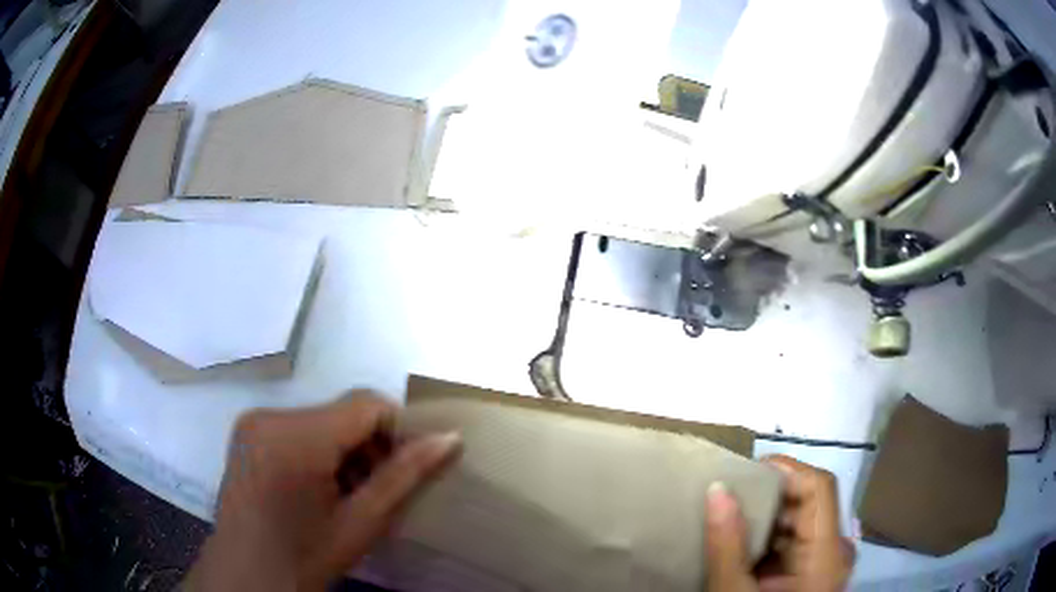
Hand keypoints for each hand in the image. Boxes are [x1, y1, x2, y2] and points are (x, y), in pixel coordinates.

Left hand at [185, 392, 461, 590]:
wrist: (248, 578)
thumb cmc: (305, 557)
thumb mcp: (361, 522)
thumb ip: (405, 475)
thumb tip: (451, 437)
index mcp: (295, 436)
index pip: (366, 404)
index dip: (398, 431)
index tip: (411, 468)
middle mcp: (270, 415)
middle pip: (342, 413)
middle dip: (370, 446)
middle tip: (379, 491)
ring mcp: (254, 422)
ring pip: (321, 421)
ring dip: (345, 451)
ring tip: (351, 495)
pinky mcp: (248, 433)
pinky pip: (298, 429)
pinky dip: (320, 452)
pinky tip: (321, 490)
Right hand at [706, 455, 854, 591]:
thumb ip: (727, 545)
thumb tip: (717, 489)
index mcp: (826, 553)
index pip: (819, 487)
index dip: (786, 470)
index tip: (742, 472)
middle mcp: (833, 550)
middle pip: (809, 501)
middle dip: (768, 493)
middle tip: (725, 494)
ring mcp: (823, 561)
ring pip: (799, 520)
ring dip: (764, 515)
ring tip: (727, 515)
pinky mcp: (810, 572)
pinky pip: (793, 541)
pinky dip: (766, 536)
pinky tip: (739, 542)